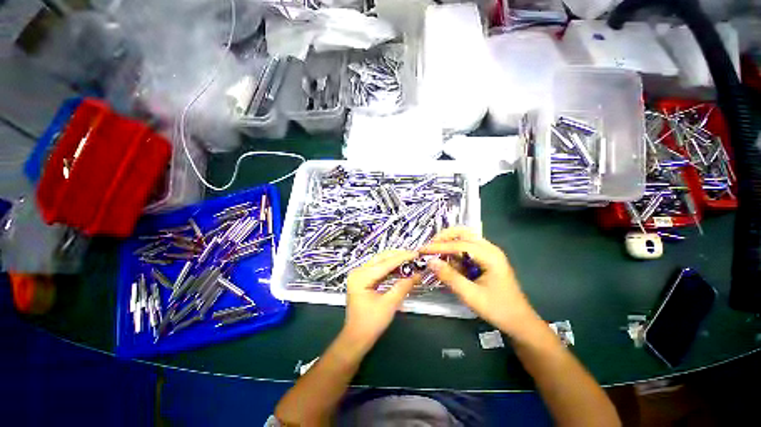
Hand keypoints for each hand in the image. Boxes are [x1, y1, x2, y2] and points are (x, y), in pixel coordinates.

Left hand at [343, 250, 419, 350]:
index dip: (402, 257)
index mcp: (361, 277)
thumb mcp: (389, 304)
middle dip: (398, 256)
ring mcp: (359, 275)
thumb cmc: (370, 324)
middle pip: (381, 258)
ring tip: (409, 261)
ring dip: (395, 261)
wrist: (356, 338)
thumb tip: (416, 275)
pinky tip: (400, 268)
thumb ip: (403, 287)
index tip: (415, 253)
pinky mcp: (363, 279)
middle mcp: (358, 272)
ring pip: (380, 262)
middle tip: (414, 256)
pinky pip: (378, 269)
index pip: (385, 263)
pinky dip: (390, 268)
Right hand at [420, 227, 539, 335]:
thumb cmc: (497, 309)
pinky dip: (455, 253)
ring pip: (464, 239)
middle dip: (444, 238)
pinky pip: (466, 249)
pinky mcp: (486, 259)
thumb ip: (449, 277)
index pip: (459, 244)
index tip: (422, 250)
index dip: (439, 246)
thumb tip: (430, 262)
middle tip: (429, 247)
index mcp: (490, 256)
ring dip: (448, 244)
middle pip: (463, 233)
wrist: (519, 322)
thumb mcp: (470, 295)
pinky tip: (449, 263)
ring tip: (435, 255)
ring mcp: (488, 253)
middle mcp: (490, 249)